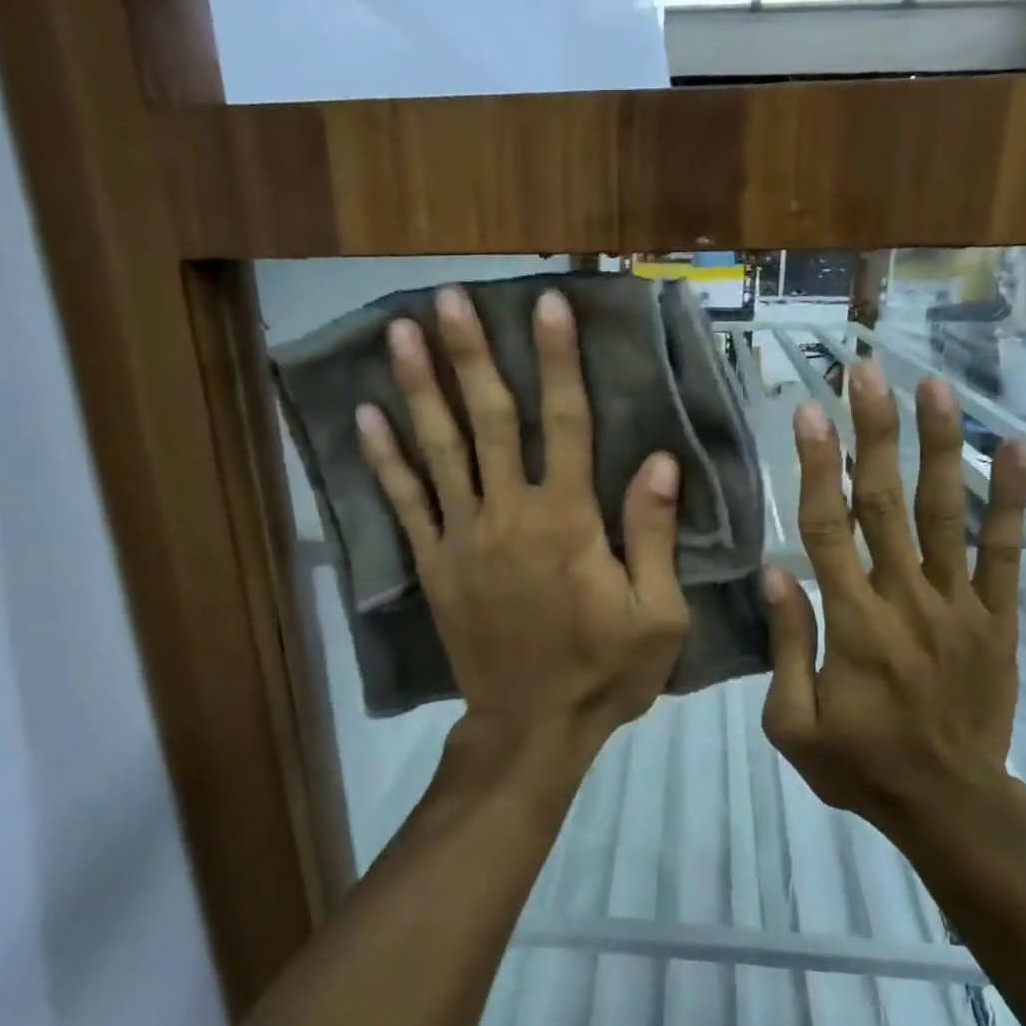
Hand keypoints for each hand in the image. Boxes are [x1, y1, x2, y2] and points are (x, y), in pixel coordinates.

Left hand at [356, 287, 689, 769]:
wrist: (531, 728)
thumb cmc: (603, 672)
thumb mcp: (657, 614)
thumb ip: (653, 535)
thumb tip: (659, 461)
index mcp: (569, 522)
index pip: (567, 424)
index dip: (559, 362)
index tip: (548, 305)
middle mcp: (510, 515)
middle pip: (490, 421)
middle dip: (472, 355)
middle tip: (450, 298)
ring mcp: (464, 538)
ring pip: (440, 450)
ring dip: (420, 388)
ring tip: (400, 331)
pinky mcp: (435, 565)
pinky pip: (406, 504)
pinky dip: (385, 460)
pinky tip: (366, 416)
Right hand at [760, 361, 1025, 839]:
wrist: (950, 805)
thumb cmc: (860, 765)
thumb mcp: (793, 723)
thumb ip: (787, 645)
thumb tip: (776, 573)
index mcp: (852, 623)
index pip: (828, 527)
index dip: (816, 466)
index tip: (809, 411)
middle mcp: (906, 599)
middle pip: (884, 502)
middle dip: (874, 432)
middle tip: (867, 372)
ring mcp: (959, 605)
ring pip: (945, 513)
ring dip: (938, 446)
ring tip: (934, 387)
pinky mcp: (997, 618)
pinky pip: (1005, 553)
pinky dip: (1011, 501)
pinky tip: (1016, 450)